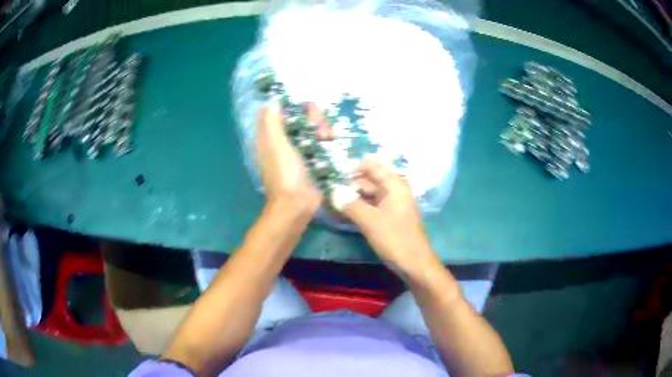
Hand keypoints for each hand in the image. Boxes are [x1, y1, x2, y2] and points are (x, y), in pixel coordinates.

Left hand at [256, 103, 326, 217]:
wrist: (298, 205)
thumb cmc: (285, 175)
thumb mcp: (276, 146)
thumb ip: (273, 123)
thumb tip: (273, 101)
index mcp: (272, 136)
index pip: (282, 110)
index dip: (293, 105)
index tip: (304, 108)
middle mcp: (286, 140)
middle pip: (302, 116)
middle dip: (314, 117)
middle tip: (320, 129)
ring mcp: (301, 149)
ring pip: (315, 127)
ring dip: (323, 128)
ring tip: (328, 139)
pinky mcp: (315, 158)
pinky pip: (323, 140)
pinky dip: (328, 139)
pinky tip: (332, 144)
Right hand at [344, 160, 438, 274]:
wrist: (415, 264)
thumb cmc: (395, 239)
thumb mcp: (370, 221)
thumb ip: (351, 205)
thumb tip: (333, 192)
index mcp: (395, 186)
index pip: (373, 166)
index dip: (354, 167)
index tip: (336, 173)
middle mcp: (395, 191)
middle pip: (371, 180)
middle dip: (351, 184)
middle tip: (330, 190)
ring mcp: (394, 205)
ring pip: (371, 195)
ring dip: (354, 197)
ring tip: (333, 202)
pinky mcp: (391, 218)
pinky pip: (374, 207)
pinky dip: (361, 208)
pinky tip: (346, 213)